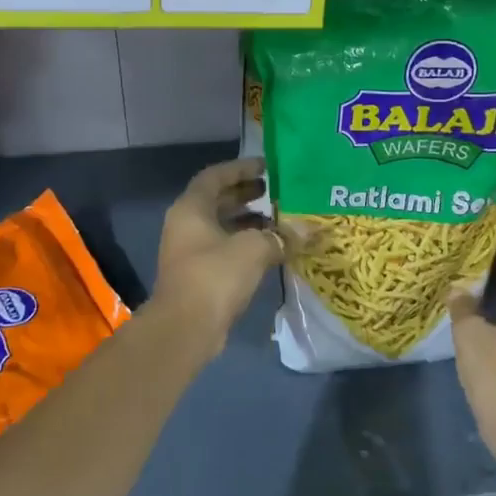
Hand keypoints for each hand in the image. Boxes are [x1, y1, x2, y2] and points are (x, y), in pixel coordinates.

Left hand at [153, 158, 290, 349]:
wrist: (185, 328)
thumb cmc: (215, 276)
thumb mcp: (253, 249)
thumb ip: (281, 235)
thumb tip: (309, 230)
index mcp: (191, 208)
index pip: (215, 176)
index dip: (241, 168)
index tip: (267, 167)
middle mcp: (186, 225)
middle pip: (217, 201)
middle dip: (246, 195)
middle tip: (276, 192)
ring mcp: (190, 252)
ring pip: (222, 227)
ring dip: (249, 222)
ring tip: (280, 220)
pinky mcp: (199, 276)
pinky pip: (224, 250)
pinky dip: (246, 245)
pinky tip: (271, 250)